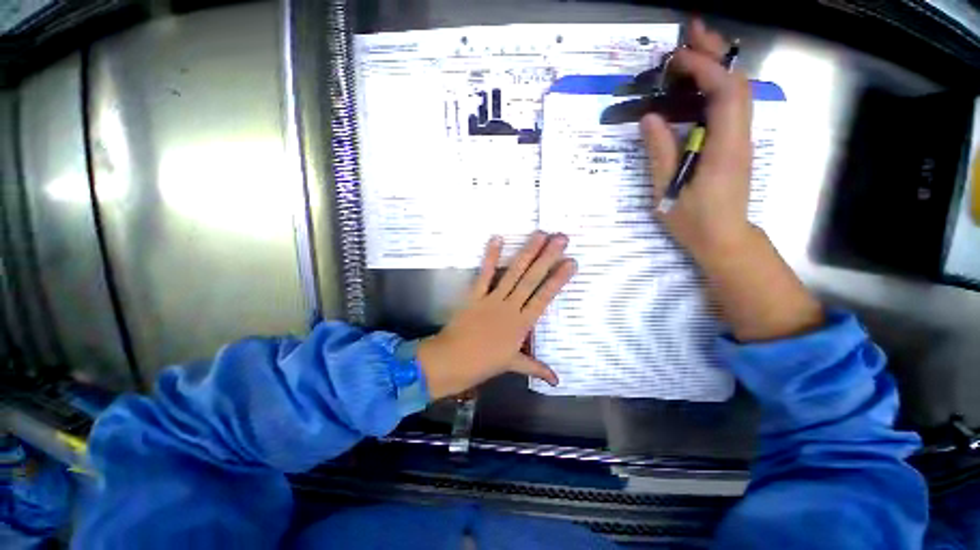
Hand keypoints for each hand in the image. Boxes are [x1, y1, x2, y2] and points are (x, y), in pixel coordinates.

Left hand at [417, 232, 576, 399]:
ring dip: (527, 252)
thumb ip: (536, 367)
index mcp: (522, 324)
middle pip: (532, 279)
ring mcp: (492, 299)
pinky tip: (497, 239)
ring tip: (539, 234)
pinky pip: (485, 274)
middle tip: (561, 238)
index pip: (544, 297)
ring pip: (513, 273)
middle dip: (547, 258)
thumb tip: (557, 381)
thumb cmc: (483, 364)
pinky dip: (490, 257)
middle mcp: (510, 307)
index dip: (558, 279)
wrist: (452, 361)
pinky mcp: (475, 295)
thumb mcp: (512, 365)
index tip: (571, 262)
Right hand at [641, 19, 754, 262]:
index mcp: (724, 148)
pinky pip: (731, 106)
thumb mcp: (667, 192)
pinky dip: (716, 86)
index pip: (724, 94)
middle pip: (738, 83)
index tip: (677, 56)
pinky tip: (698, 84)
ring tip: (693, 49)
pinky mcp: (734, 144)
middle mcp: (739, 136)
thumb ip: (660, 154)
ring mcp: (739, 139)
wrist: (724, 238)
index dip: (704, 68)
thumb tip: (650, 117)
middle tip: (691, 32)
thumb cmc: (694, 221)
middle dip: (716, 53)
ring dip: (718, 65)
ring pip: (738, 91)